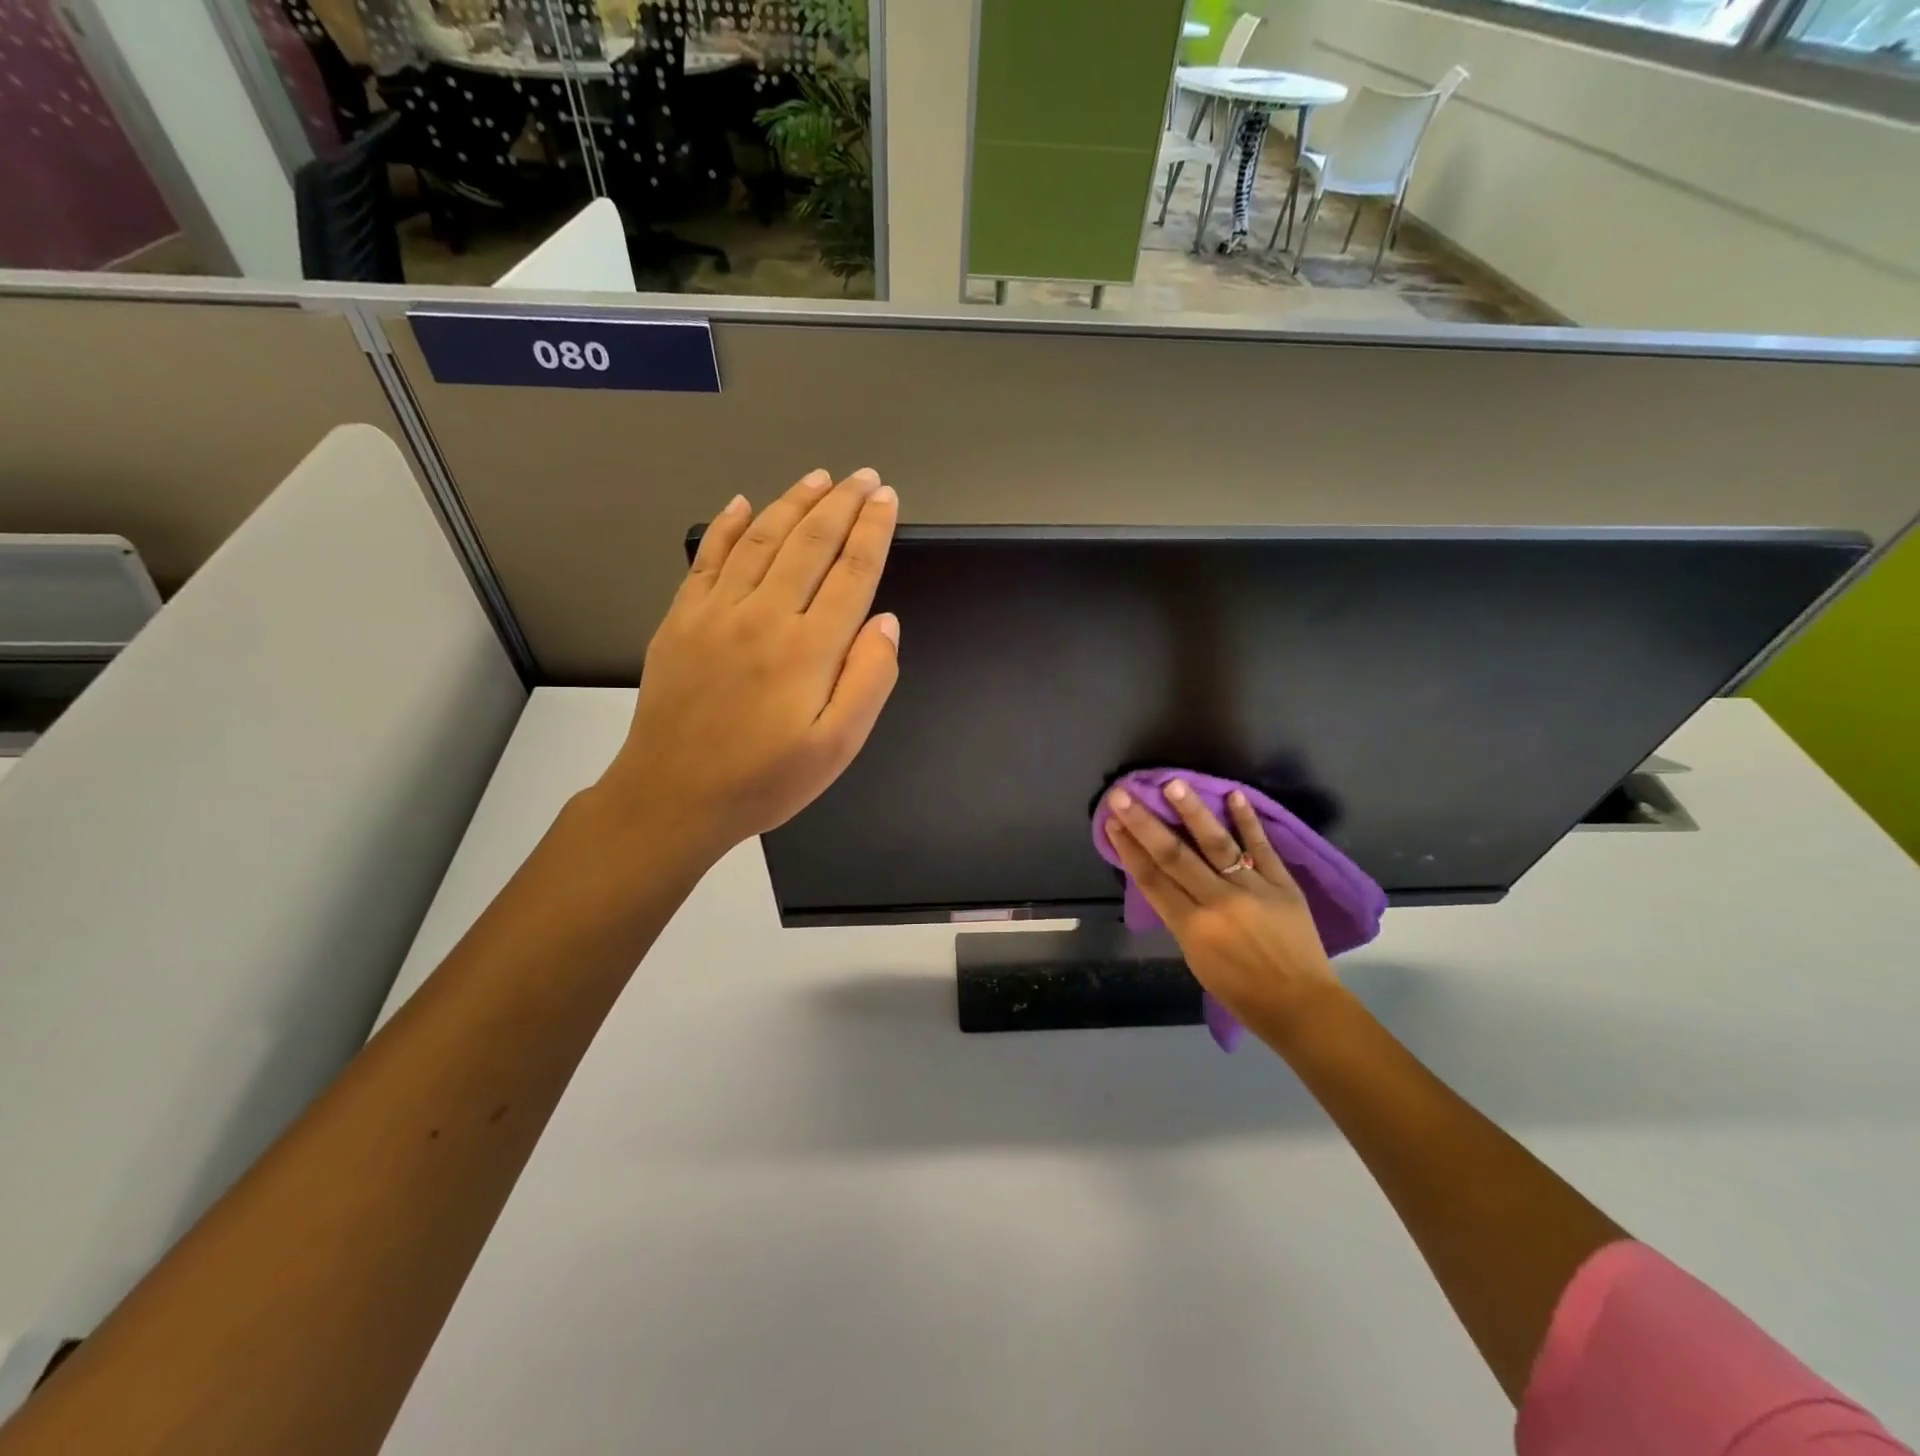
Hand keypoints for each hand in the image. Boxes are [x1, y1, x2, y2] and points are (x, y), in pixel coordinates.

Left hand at [596, 468, 899, 863]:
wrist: (672, 797)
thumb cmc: (765, 779)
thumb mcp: (837, 746)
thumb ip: (869, 680)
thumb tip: (885, 622)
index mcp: (808, 648)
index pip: (851, 571)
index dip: (873, 530)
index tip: (887, 499)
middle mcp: (764, 615)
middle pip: (810, 542)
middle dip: (841, 503)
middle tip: (863, 476)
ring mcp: (716, 612)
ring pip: (762, 538)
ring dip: (794, 502)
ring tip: (819, 477)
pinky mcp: (682, 619)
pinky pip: (709, 558)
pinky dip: (728, 525)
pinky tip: (743, 502)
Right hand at [1102, 782, 1341, 1042]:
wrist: (1301, 1006)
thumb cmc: (1240, 991)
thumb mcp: (1195, 959)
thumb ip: (1180, 916)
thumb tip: (1165, 879)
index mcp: (1192, 927)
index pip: (1152, 879)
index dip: (1128, 848)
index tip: (1112, 822)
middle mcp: (1218, 902)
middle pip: (1174, 855)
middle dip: (1144, 823)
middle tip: (1122, 794)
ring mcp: (1253, 889)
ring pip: (1216, 843)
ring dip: (1192, 812)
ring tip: (1174, 784)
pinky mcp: (1283, 884)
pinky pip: (1262, 847)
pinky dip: (1248, 821)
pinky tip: (1233, 795)